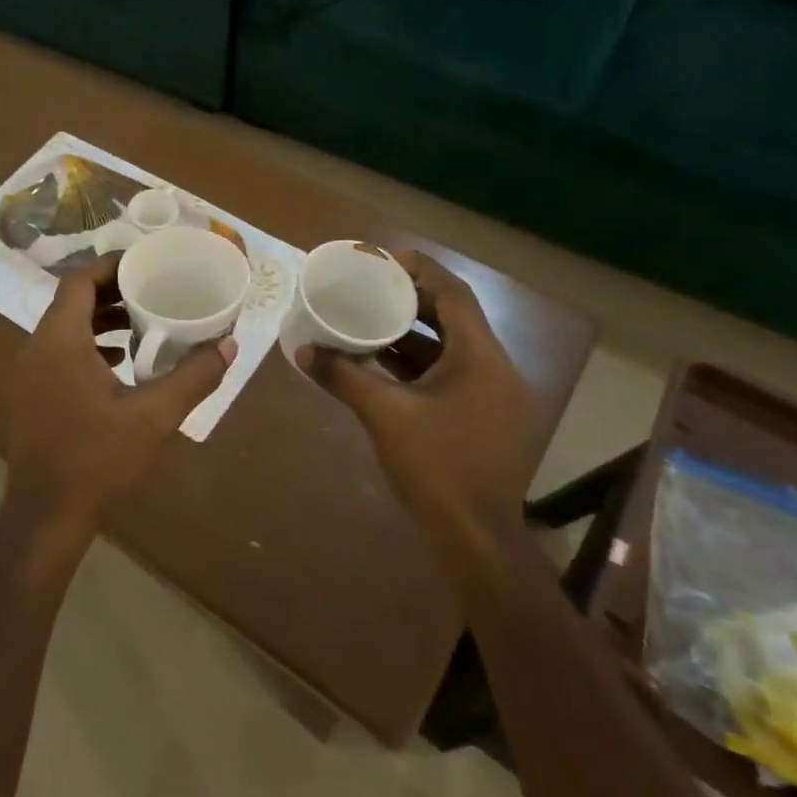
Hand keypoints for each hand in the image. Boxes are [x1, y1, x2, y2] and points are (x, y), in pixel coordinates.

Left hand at [4, 253, 235, 553]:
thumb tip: (228, 345)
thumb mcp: (154, 416)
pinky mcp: (34, 394)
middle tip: (151, 287)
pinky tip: (121, 361)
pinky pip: (61, 351)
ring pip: (66, 327)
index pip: (78, 280)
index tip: (144, 262)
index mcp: (59, 340)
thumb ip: (193, 377)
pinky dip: (90, 345)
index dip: (110, 265)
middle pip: (71, 301)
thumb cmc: (97, 458)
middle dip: (111, 290)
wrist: (46, 514)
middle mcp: (38, 347)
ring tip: (143, 320)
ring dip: (101, 318)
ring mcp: (31, 372)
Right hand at [297, 249, 533, 523]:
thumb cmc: (436, 466)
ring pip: (452, 347)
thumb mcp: (383, 414)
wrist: (476, 537)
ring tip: (369, 317)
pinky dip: (419, 362)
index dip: (420, 269)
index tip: (382, 260)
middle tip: (369, 285)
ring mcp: (494, 395)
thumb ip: (342, 376)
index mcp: (480, 357)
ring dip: (413, 332)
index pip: (454, 293)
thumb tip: (301, 350)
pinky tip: (383, 363)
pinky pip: (452, 373)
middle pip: (454, 316)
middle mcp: (495, 368)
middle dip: (412, 298)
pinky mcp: (485, 417)